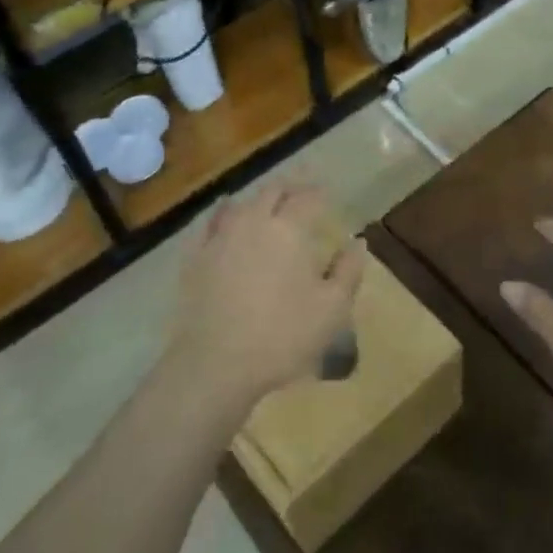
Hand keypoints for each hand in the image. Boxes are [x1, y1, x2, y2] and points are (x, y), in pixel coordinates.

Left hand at [170, 182, 361, 413]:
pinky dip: (224, 213)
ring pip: (241, 203)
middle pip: (272, 191)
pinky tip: (226, 216)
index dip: (319, 192)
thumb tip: (357, 241)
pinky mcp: (195, 256)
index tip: (327, 193)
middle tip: (301, 193)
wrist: (215, 364)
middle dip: (290, 188)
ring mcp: (220, 237)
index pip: (308, 198)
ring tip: (268, 204)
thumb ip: (348, 271)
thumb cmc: (282, 336)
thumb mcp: (332, 310)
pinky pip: (210, 222)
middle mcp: (254, 222)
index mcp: (290, 230)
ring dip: (259, 199)